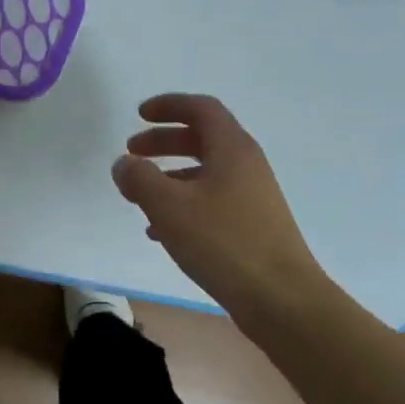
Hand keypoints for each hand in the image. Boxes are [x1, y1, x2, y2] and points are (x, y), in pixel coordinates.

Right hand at [113, 94, 330, 320]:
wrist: (280, 297)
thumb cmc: (223, 242)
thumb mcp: (170, 207)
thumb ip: (140, 179)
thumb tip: (124, 163)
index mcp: (232, 149)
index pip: (201, 109)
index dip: (169, 105)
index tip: (139, 114)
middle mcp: (246, 166)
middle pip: (202, 139)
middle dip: (164, 142)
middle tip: (132, 153)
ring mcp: (253, 197)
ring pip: (205, 174)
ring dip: (170, 177)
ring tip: (139, 197)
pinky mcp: (252, 226)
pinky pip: (212, 203)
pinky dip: (184, 206)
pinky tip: (160, 233)